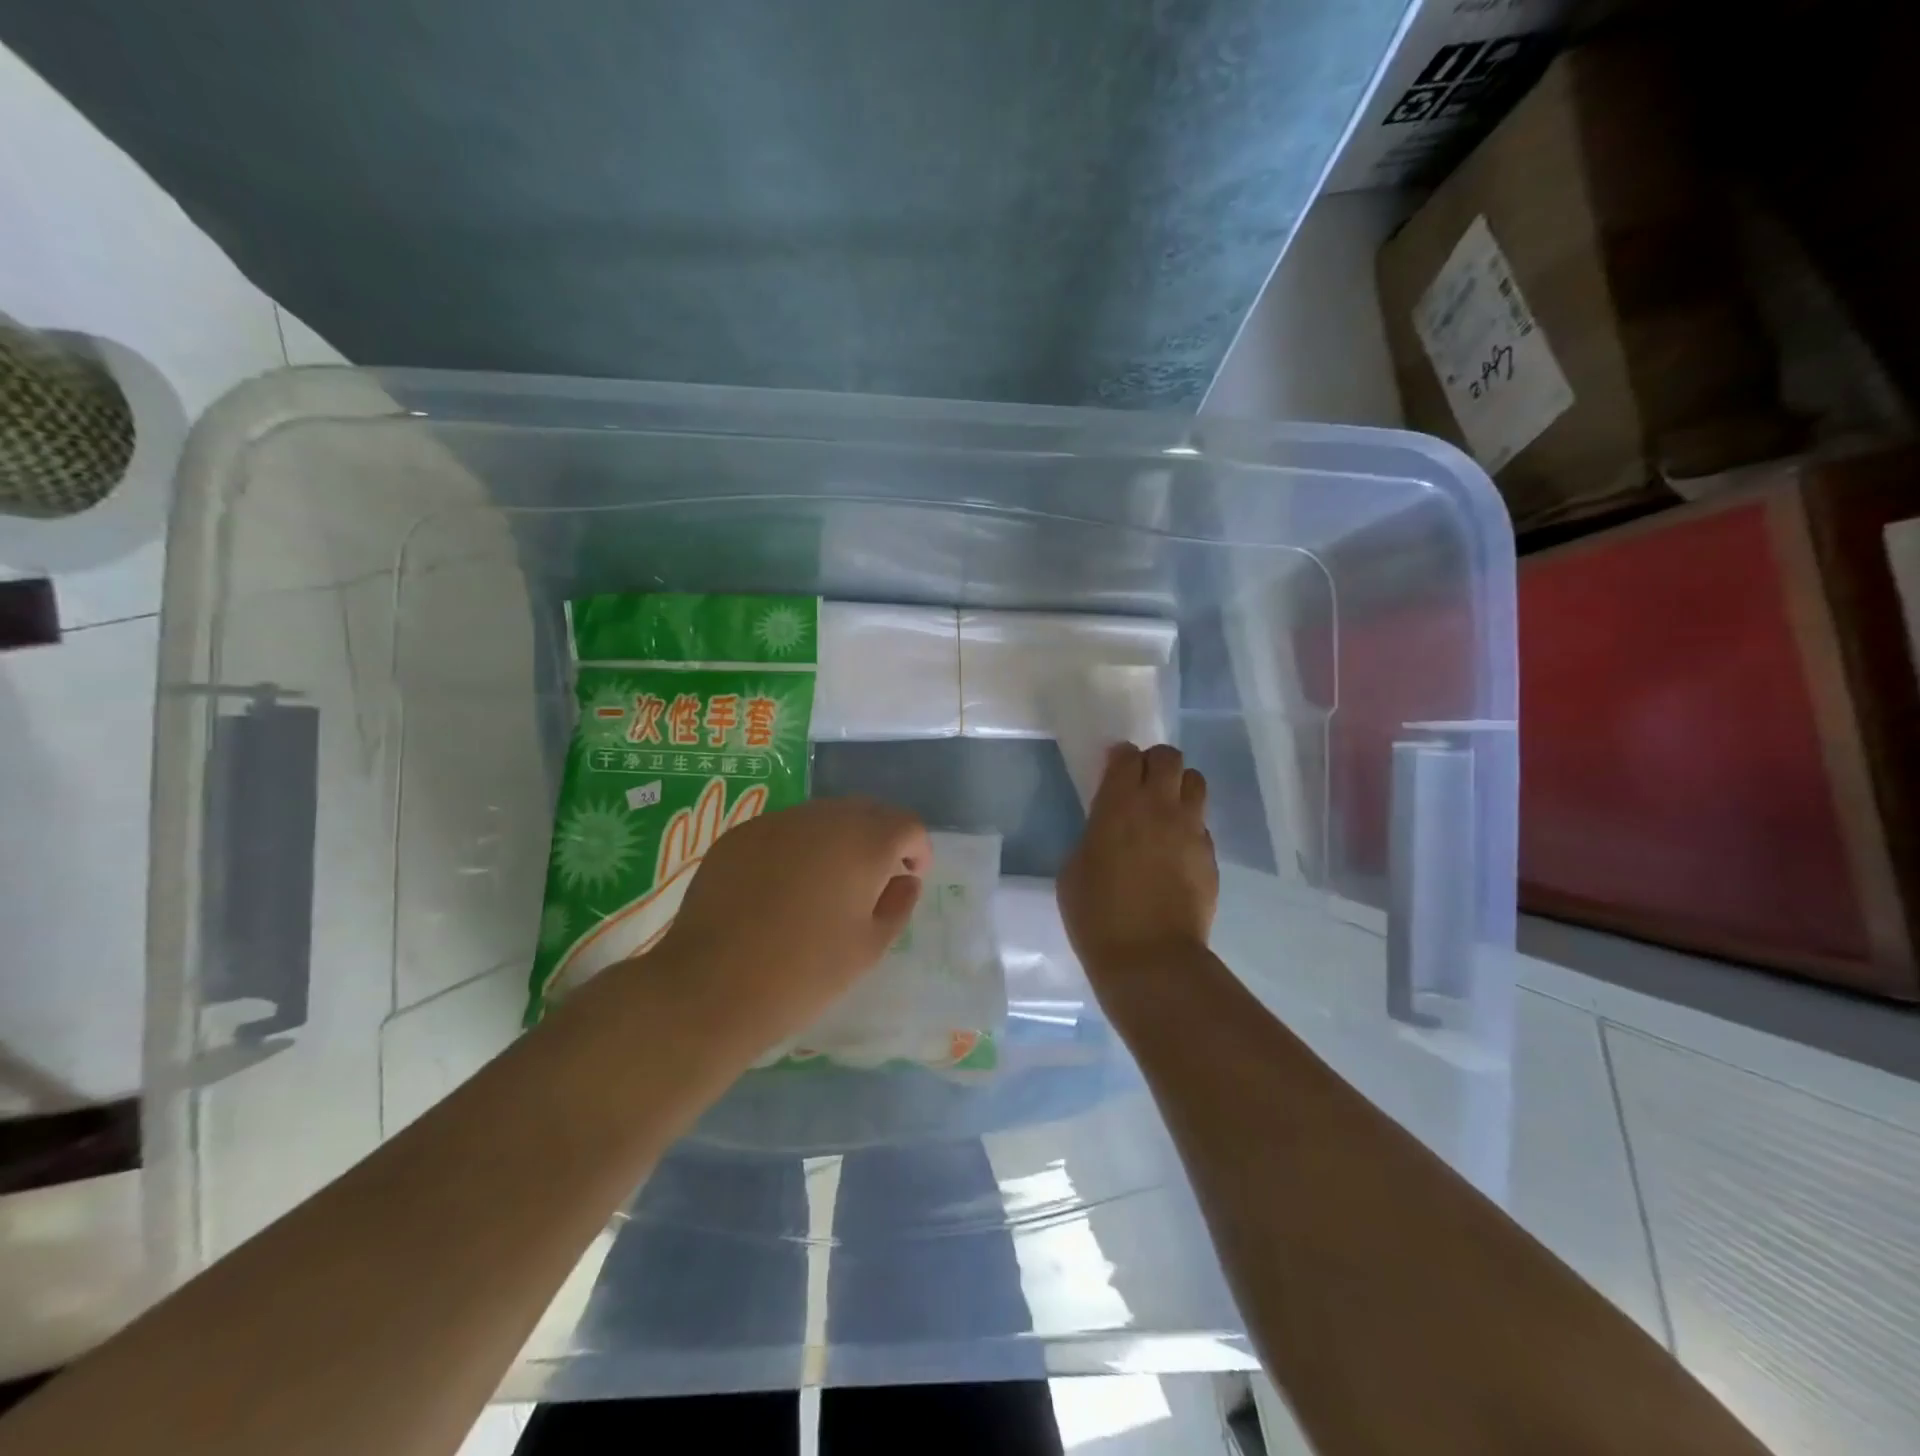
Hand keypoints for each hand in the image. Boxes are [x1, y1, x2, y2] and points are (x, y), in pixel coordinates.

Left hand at [646, 796, 931, 1053]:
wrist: (710, 987)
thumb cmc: (803, 973)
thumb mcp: (868, 948)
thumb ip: (898, 905)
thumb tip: (904, 880)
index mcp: (863, 843)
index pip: (907, 824)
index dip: (917, 850)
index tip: (907, 880)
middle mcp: (822, 818)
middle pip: (866, 811)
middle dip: (879, 838)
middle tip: (872, 881)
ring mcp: (776, 822)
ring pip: (823, 816)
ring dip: (838, 839)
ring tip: (825, 884)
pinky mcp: (739, 834)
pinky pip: (784, 829)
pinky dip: (796, 847)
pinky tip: (781, 887)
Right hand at [1058, 743, 1217, 981]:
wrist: (1150, 958)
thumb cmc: (1097, 915)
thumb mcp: (1073, 869)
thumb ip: (1092, 836)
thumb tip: (1107, 831)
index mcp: (1118, 805)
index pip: (1127, 756)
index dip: (1119, 757)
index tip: (1113, 769)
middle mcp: (1159, 807)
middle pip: (1168, 757)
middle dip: (1154, 762)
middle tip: (1141, 784)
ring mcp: (1191, 830)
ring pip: (1195, 781)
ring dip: (1178, 786)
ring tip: (1165, 810)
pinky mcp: (1210, 855)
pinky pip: (1202, 824)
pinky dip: (1189, 825)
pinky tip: (1175, 851)